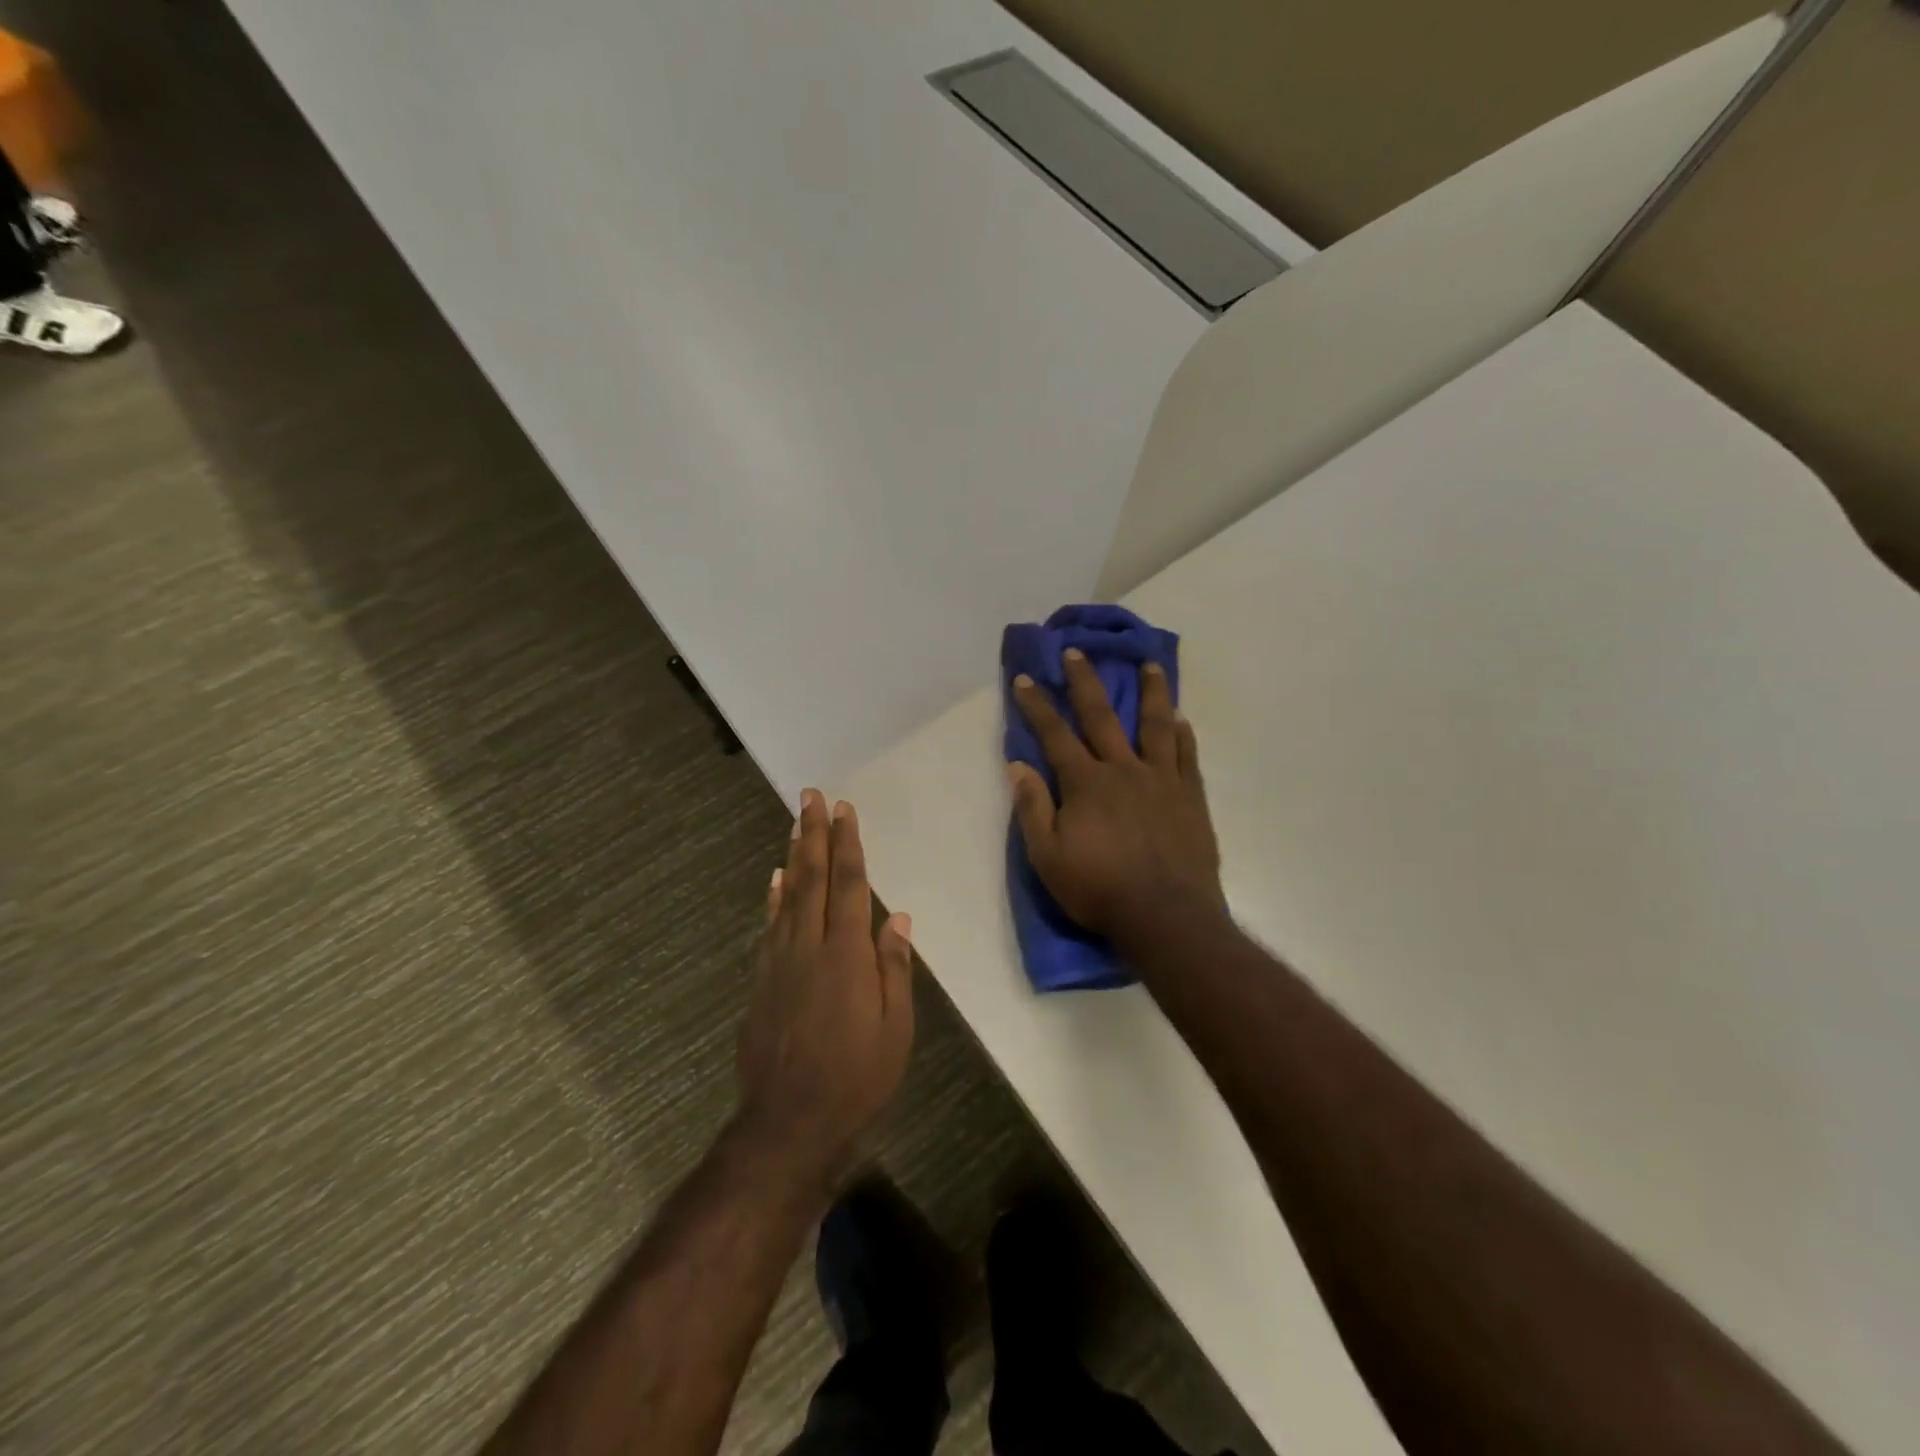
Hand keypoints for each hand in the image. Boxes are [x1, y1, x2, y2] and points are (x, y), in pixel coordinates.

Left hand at [736, 790, 915, 1180]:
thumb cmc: (856, 1078)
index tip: (844, 809)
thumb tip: (897, 919)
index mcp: (846, 955)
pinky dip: (774, 897)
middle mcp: (809, 946)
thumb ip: (894, 969)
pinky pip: (769, 926)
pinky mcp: (761, 981)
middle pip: (813, 878)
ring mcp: (779, 962)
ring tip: (796, 824)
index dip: (847, 844)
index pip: (848, 885)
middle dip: (814, 834)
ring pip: (788, 896)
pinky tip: (776, 880)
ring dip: (795, 856)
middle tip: (811, 796)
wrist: (788, 1124)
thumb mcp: (895, 1028)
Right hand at [1009, 651, 1224, 942]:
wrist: (1166, 917)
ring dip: (1152, 692)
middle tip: (1077, 651)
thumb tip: (1017, 766)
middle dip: (1085, 682)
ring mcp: (1162, 780)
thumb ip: (1033, 808)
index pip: (1054, 735)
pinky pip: (1187, 756)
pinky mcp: (1190, 797)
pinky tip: (1181, 718)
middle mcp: (1124, 769)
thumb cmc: (1100, 890)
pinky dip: (1183, 734)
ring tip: (1151, 665)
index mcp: (1086, 783)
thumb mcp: (1048, 857)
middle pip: (1102, 716)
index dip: (1037, 705)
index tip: (1025, 677)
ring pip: (1156, 725)